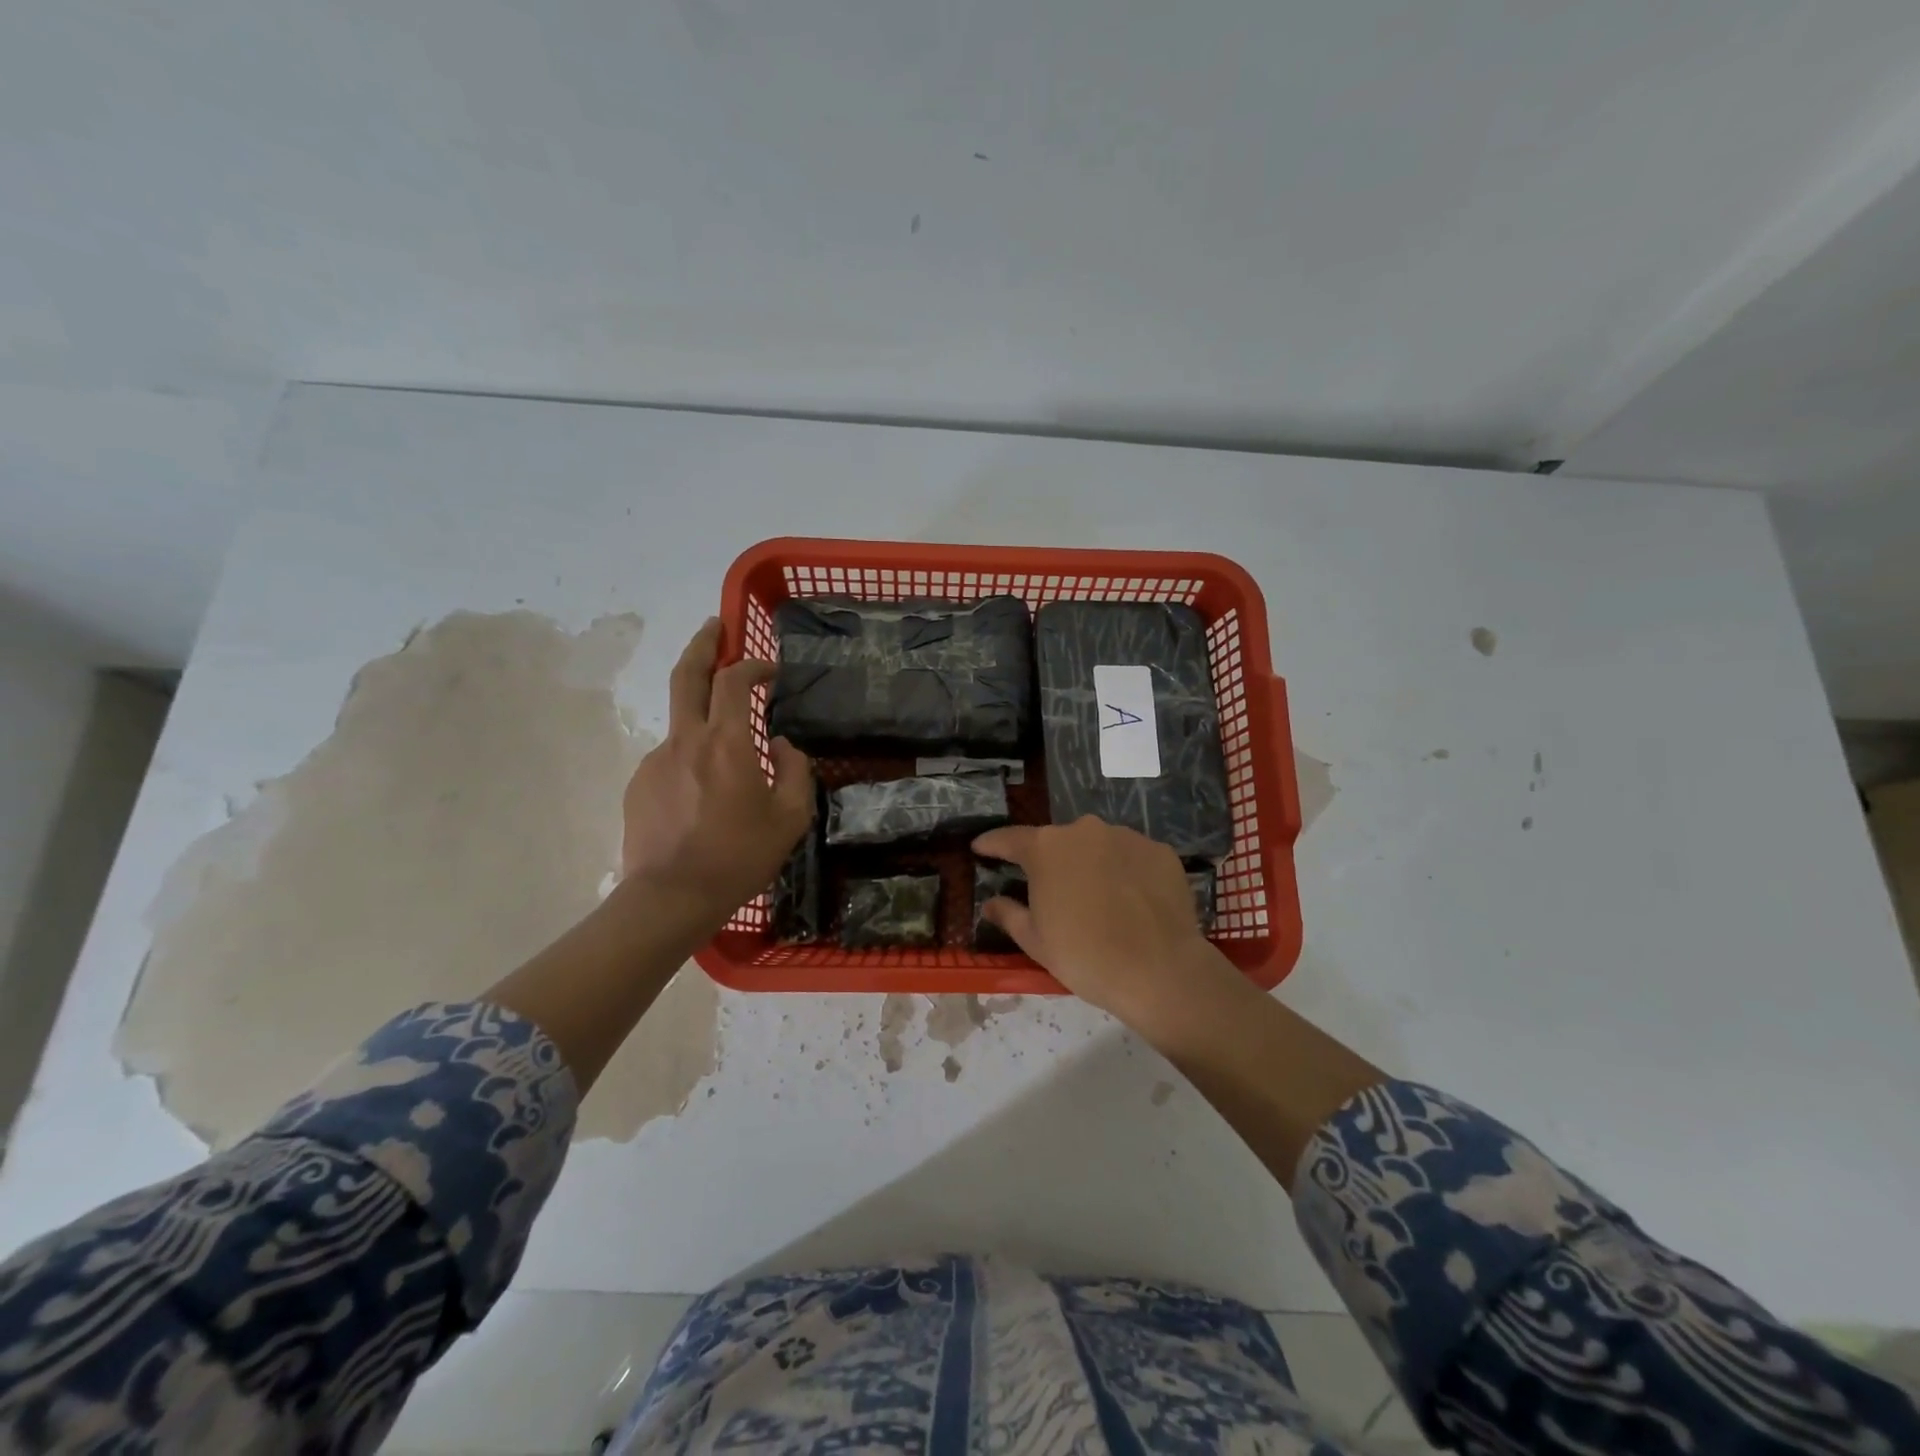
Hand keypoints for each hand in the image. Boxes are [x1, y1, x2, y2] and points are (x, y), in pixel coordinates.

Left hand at [621, 619, 814, 929]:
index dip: (753, 664)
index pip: (735, 681)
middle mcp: (686, 739)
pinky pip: (671, 757)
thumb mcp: (790, 818)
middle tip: (715, 627)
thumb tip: (782, 746)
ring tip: (727, 750)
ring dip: (702, 714)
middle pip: (688, 674)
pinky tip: (704, 793)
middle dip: (702, 644)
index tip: (770, 670)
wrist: (671, 897)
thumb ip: (795, 770)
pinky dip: (691, 758)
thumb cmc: (739, 857)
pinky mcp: (639, 783)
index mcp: (726, 742)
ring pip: (681, 721)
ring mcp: (657, 760)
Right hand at [972, 815, 1225, 1029]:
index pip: (1009, 838)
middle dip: (1050, 861)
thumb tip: (991, 903)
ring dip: (1091, 864)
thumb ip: (1009, 914)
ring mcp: (1126, 837)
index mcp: (1046, 848)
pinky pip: (1132, 857)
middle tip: (1050, 890)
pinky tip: (1130, 900)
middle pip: (1058, 841)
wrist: (1159, 971)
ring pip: (1098, 846)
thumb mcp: (1036, 941)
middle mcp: (1084, 830)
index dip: (992, 844)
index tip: (980, 848)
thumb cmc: (1085, 956)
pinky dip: (1125, 872)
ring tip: (1097, 898)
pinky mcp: (1160, 851)